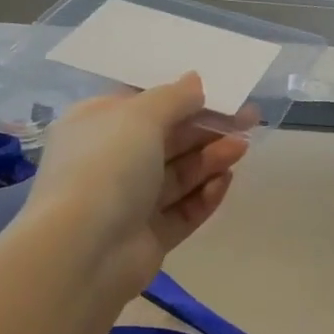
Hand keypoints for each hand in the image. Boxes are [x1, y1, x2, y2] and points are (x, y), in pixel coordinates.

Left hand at [22, 73, 248, 298]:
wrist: (84, 251)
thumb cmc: (107, 167)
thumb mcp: (140, 117)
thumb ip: (174, 97)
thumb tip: (195, 81)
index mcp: (96, 126)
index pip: (144, 106)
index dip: (184, 98)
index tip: (222, 94)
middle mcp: (110, 162)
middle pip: (167, 140)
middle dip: (207, 129)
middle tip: (249, 120)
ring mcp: (129, 202)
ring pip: (178, 175)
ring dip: (210, 159)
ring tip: (242, 148)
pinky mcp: (149, 236)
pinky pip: (182, 211)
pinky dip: (204, 196)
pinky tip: (225, 182)